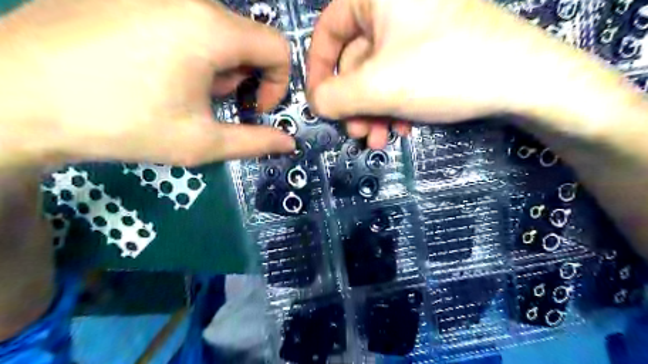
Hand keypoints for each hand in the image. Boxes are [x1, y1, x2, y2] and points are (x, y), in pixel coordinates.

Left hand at [1, 0, 293, 167]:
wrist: (13, 97)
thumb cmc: (122, 123)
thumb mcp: (201, 142)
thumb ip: (255, 142)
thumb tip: (289, 143)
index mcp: (211, 30)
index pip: (277, 47)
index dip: (278, 83)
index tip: (255, 109)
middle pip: (246, 39)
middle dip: (242, 78)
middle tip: (212, 105)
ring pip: (216, 30)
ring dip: (215, 66)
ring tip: (181, 91)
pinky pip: (183, 19)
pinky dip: (188, 49)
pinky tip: (155, 71)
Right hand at [307, 0, 590, 149]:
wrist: (525, 80)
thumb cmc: (444, 71)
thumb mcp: (379, 86)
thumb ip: (334, 96)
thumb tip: (315, 103)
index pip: (328, 30)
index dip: (318, 70)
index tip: (320, 104)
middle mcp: (394, 6)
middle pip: (354, 61)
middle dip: (354, 104)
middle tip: (358, 133)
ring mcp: (415, 29)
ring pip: (376, 75)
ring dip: (373, 111)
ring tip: (380, 139)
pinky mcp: (431, 49)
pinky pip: (399, 77)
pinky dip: (395, 105)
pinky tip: (403, 128)